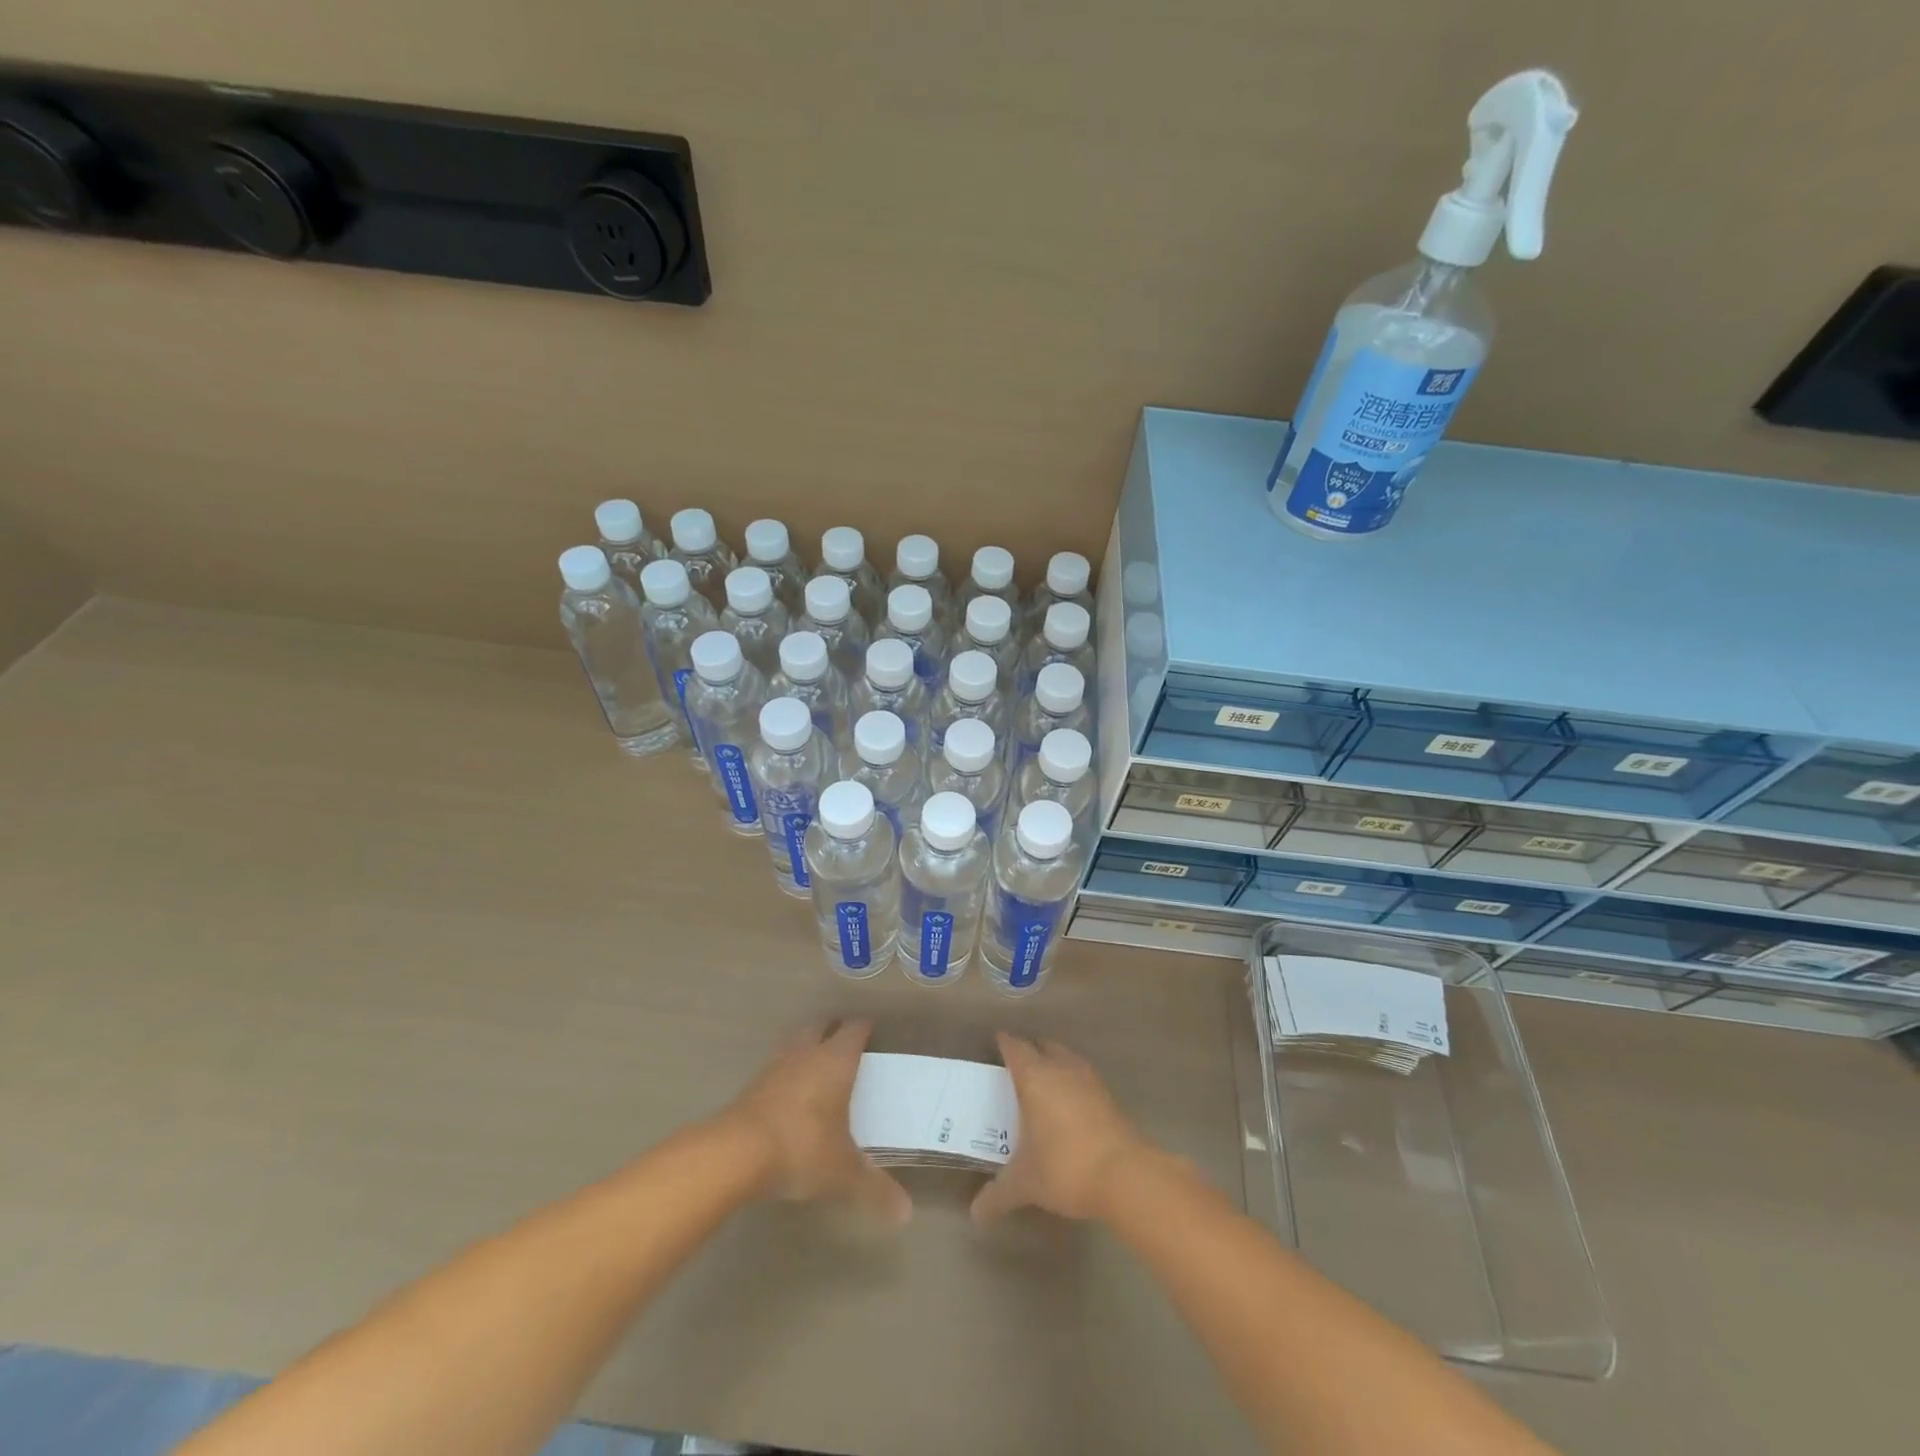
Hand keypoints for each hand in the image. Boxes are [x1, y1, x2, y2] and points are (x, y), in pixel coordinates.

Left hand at [722, 1019, 910, 1224]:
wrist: (737, 1152)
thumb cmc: (802, 1147)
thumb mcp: (842, 1172)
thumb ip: (874, 1188)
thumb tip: (906, 1213)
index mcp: (836, 1060)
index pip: (854, 1030)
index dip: (864, 1029)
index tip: (873, 1033)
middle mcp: (807, 1053)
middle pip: (821, 1026)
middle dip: (833, 1030)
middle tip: (846, 1042)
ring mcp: (776, 1066)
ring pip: (796, 1043)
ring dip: (807, 1047)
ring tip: (818, 1063)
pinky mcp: (753, 1084)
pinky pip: (777, 1066)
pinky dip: (787, 1072)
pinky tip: (791, 1092)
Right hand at [972, 1032, 1151, 1224]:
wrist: (1126, 1175)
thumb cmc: (1065, 1167)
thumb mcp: (1025, 1183)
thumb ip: (998, 1195)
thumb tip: (975, 1215)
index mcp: (1034, 1077)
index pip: (1015, 1047)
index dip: (1004, 1043)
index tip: (996, 1043)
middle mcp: (1061, 1068)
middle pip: (1042, 1045)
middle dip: (1030, 1050)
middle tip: (1016, 1063)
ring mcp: (1088, 1079)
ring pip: (1066, 1057)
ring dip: (1053, 1062)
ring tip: (1042, 1080)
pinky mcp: (1108, 1096)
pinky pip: (1083, 1076)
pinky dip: (1072, 1080)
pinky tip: (1069, 1102)